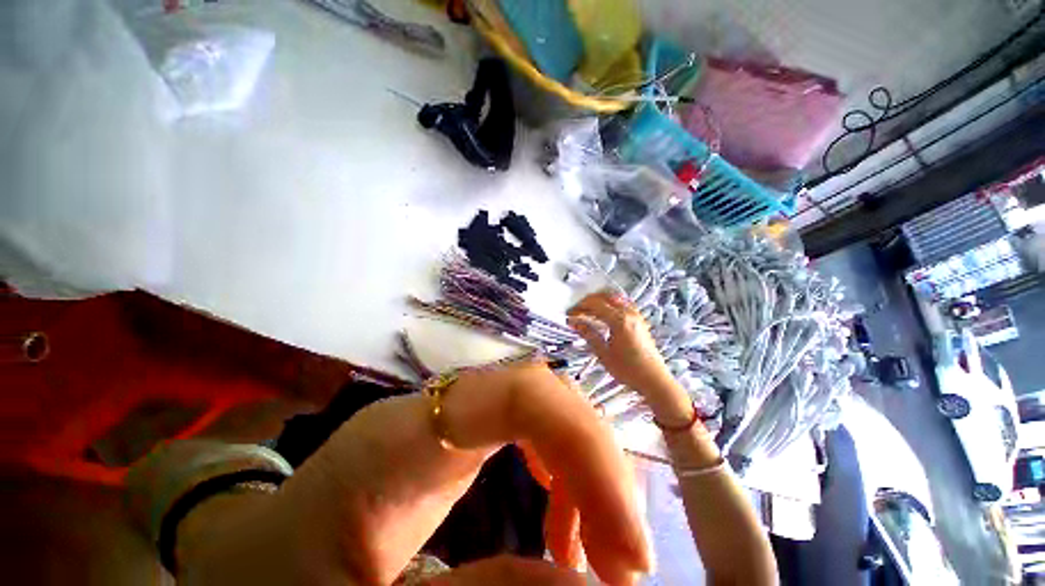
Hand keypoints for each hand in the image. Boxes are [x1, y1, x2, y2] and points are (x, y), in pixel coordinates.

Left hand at [271, 362, 650, 584]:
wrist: (245, 561)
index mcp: (402, 438)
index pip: (518, 392)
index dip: (581, 443)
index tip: (624, 541)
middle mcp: (434, 409)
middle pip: (539, 392)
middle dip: (593, 460)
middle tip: (624, 556)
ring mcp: (447, 416)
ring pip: (540, 405)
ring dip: (581, 464)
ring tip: (598, 545)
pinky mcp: (455, 436)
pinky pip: (526, 426)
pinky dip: (560, 468)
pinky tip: (562, 524)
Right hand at [567, 292, 674, 396]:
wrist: (654, 379)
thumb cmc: (628, 369)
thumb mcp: (604, 354)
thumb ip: (589, 335)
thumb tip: (574, 323)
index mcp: (619, 320)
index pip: (594, 305)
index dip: (579, 307)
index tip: (569, 315)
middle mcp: (629, 313)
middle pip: (604, 297)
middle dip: (588, 301)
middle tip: (576, 311)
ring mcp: (636, 315)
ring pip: (615, 298)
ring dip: (599, 300)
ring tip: (588, 310)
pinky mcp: (640, 320)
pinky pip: (623, 303)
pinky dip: (611, 303)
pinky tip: (605, 312)